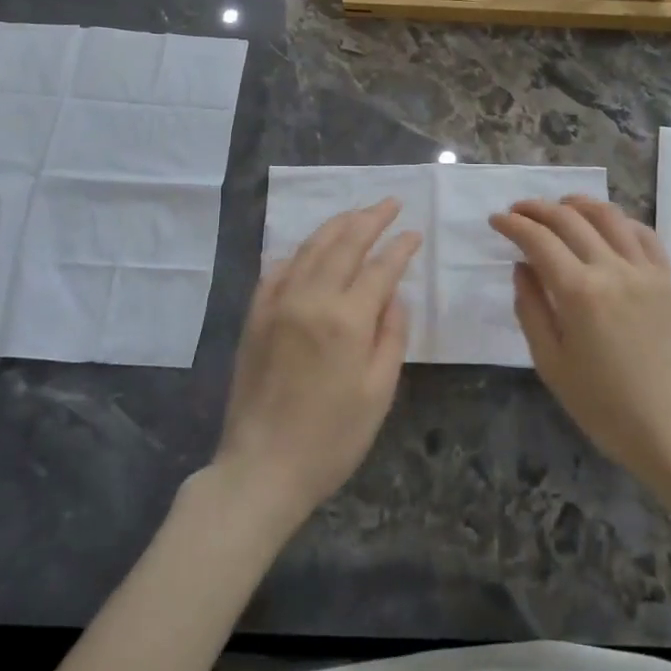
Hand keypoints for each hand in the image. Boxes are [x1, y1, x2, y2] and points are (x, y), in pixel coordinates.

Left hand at [212, 199, 420, 531]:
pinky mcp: (255, 315)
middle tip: (390, 203)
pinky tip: (310, 249)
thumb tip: (393, 295)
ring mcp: (278, 303)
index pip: (380, 267)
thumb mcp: (378, 391)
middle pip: (345, 243)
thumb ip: (390, 335)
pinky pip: (278, 269)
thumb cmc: (332, 438)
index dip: (400, 247)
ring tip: (358, 213)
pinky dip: (299, 252)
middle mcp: (311, 298)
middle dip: (371, 218)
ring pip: (311, 248)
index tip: (414, 232)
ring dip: (337, 225)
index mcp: (347, 319)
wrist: (261, 467)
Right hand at [490, 195, 670, 490]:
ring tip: (559, 206)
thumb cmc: (601, 404)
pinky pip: (644, 235)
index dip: (513, 224)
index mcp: (579, 293)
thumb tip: (522, 266)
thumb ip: (530, 308)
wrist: (669, 429)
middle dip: (538, 209)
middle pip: (570, 220)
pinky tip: (606, 225)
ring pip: (609, 217)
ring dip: (578, 204)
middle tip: (517, 210)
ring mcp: (646, 271)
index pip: (539, 240)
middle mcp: (613, 270)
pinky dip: (620, 221)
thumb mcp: (550, 362)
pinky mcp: (668, 280)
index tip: (496, 219)